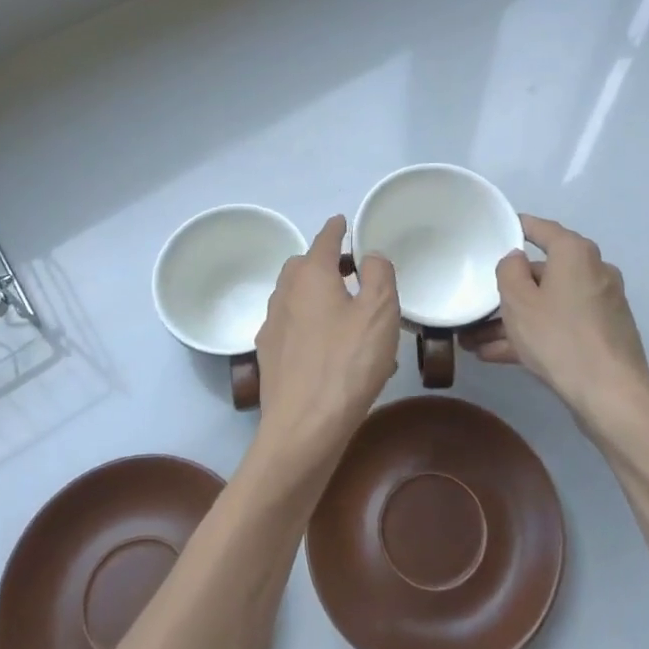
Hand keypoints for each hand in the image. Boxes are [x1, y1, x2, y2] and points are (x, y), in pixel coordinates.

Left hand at [253, 215, 398, 466]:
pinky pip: (291, 325)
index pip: (324, 240)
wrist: (304, 427)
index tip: (342, 221)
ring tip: (342, 306)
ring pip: (294, 295)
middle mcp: (285, 294)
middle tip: (349, 269)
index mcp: (311, 276)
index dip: (336, 229)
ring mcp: (272, 326)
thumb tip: (370, 255)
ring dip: (315, 292)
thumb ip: (379, 274)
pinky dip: (308, 321)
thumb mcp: (379, 312)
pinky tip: (326, 343)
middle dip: (323, 261)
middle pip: (302, 266)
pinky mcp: (269, 356)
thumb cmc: (347, 363)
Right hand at [461, 215, 648, 439]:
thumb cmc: (559, 337)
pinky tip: (498, 355)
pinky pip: (561, 325)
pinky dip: (534, 335)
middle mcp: (594, 272)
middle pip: (543, 273)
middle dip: (508, 291)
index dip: (517, 227)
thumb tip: (517, 259)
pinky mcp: (604, 334)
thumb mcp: (519, 301)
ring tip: (476, 341)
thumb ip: (509, 271)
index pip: (542, 229)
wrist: (611, 395)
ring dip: (514, 320)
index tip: (496, 229)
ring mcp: (601, 305)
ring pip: (549, 304)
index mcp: (576, 254)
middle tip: (478, 302)